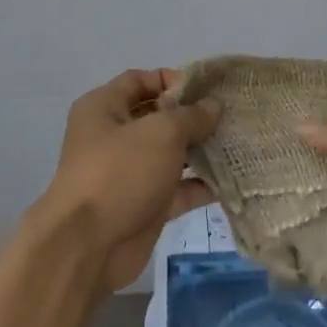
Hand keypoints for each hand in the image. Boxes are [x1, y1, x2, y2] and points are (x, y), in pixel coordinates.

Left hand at [32, 69, 219, 292]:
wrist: (88, 246)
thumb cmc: (120, 173)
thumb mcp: (161, 133)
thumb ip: (191, 116)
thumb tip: (213, 107)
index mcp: (104, 108)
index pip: (139, 80)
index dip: (172, 80)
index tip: (208, 89)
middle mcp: (114, 137)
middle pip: (158, 118)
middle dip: (193, 117)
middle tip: (232, 117)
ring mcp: (129, 174)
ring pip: (170, 155)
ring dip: (201, 151)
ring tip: (238, 144)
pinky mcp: (144, 206)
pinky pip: (177, 189)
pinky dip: (200, 185)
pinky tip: (232, 180)